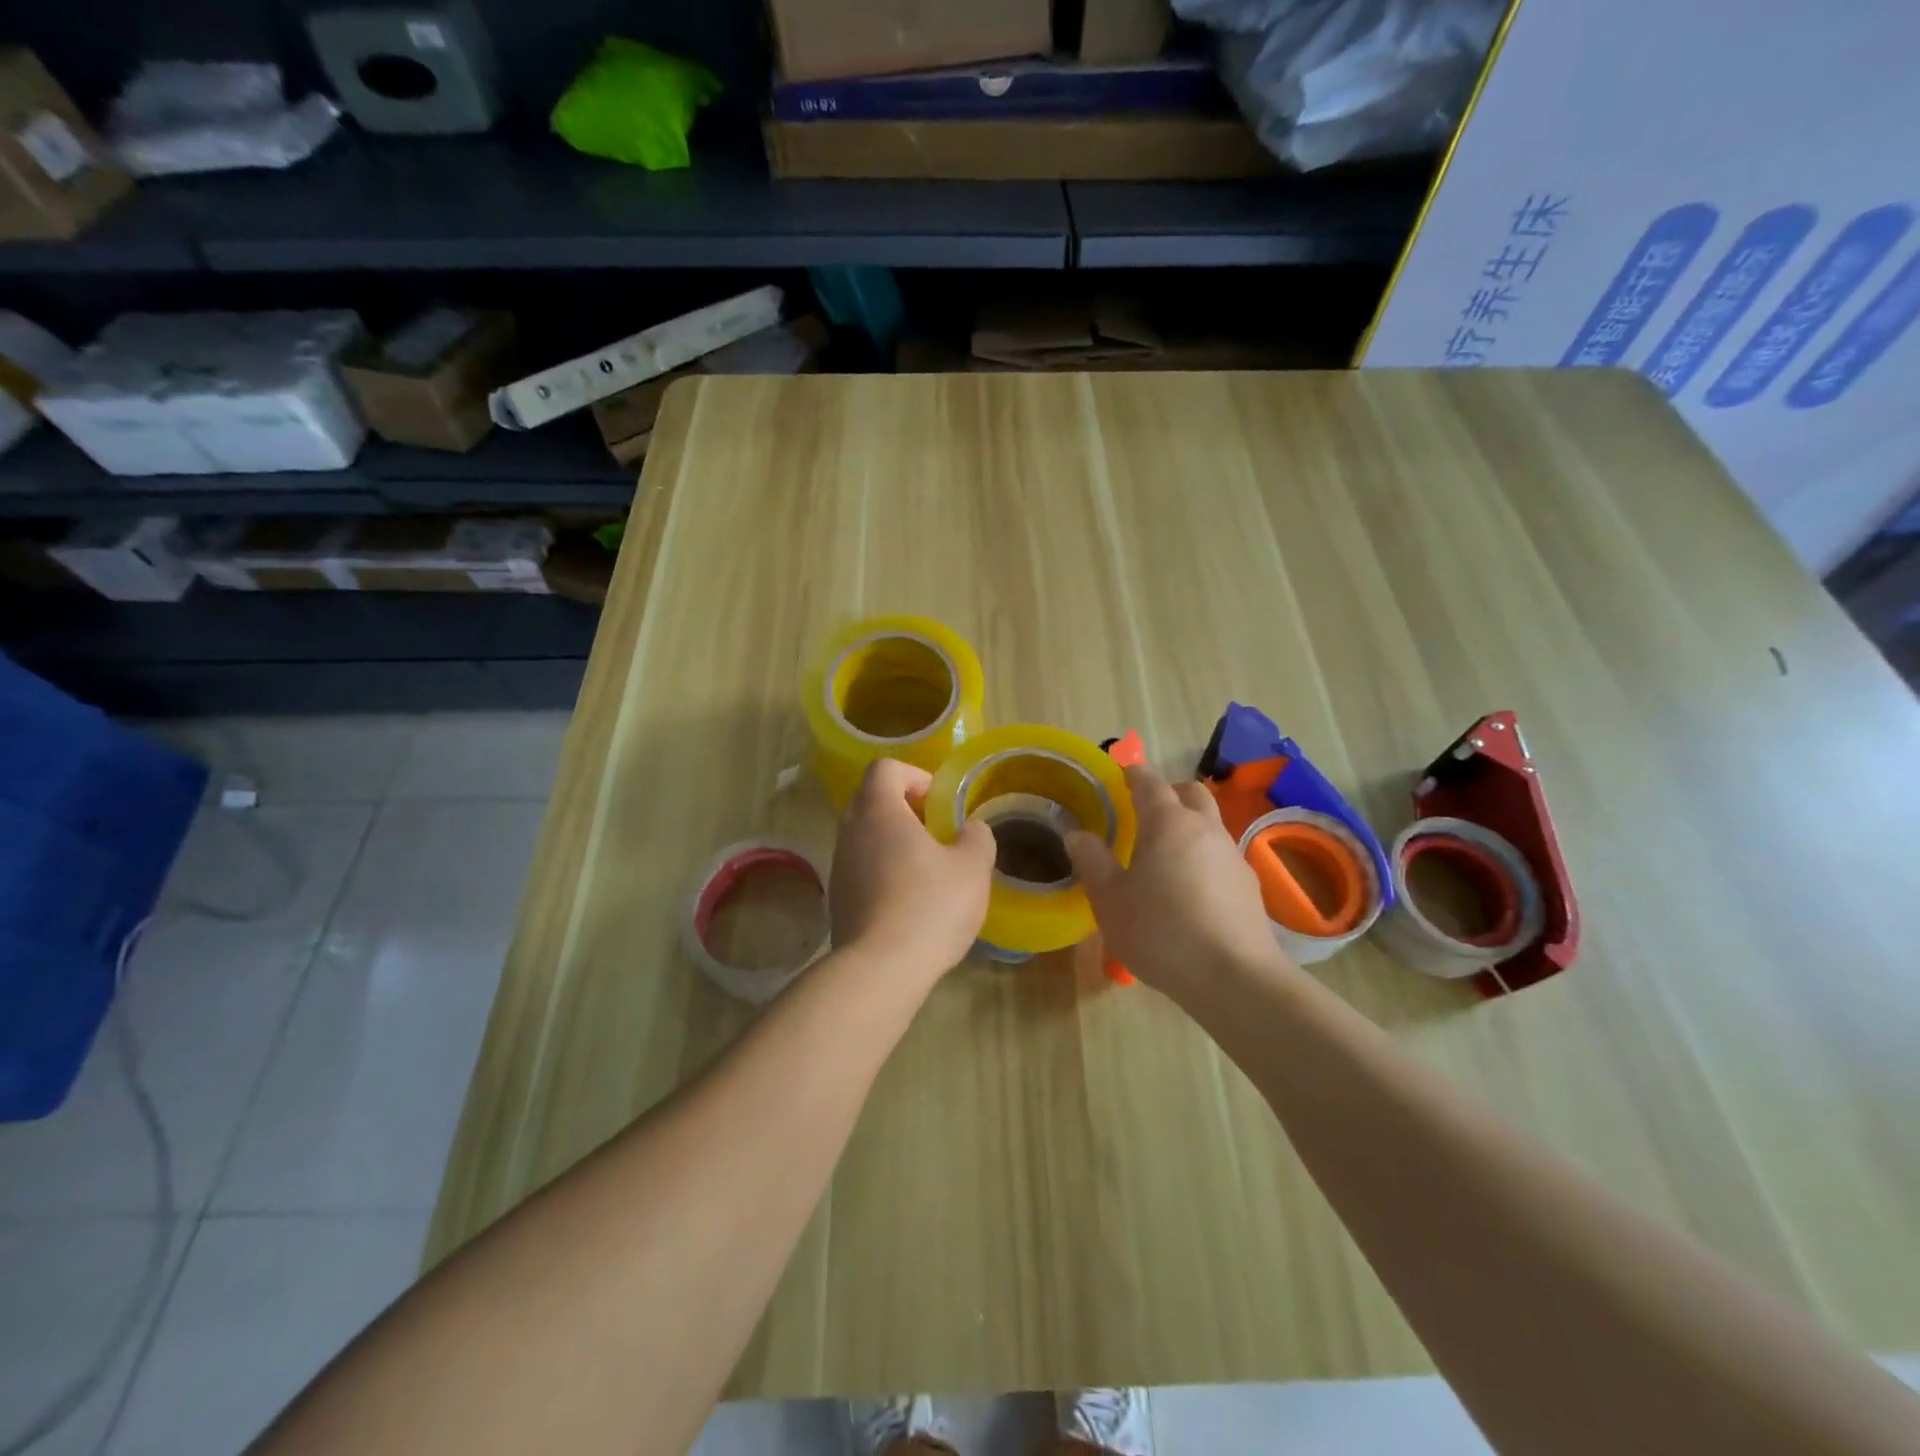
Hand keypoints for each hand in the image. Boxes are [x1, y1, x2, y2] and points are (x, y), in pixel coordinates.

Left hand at [829, 758, 994, 984]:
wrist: (880, 970)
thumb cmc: (930, 906)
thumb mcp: (972, 867)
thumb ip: (977, 837)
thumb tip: (971, 829)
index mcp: (879, 812)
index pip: (885, 769)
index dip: (914, 775)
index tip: (939, 800)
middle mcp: (850, 832)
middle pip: (871, 800)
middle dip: (905, 809)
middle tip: (937, 832)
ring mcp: (839, 867)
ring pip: (865, 837)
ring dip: (894, 842)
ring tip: (928, 869)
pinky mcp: (838, 900)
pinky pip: (861, 869)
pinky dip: (883, 872)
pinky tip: (910, 901)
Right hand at [1066, 763, 1294, 999]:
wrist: (1234, 977)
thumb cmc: (1160, 931)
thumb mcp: (1110, 900)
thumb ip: (1092, 861)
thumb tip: (1077, 834)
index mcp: (1167, 823)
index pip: (1150, 783)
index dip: (1134, 774)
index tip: (1123, 772)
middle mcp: (1205, 829)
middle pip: (1191, 793)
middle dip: (1170, 792)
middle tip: (1146, 809)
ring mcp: (1232, 855)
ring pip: (1210, 823)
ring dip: (1189, 825)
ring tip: (1165, 853)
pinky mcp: (1249, 885)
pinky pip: (1221, 855)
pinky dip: (1203, 856)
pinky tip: (1191, 888)